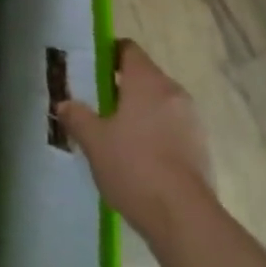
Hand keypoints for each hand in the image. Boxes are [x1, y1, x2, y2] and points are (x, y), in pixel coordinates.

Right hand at [54, 40, 213, 241]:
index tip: (89, 70)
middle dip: (120, 86)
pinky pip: (170, 127)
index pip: (128, 50)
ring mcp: (192, 121)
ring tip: (112, 133)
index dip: (107, 54)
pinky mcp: (200, 147)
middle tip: (94, 104)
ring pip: (158, 103)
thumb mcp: (93, 140)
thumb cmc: (133, 166)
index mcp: (148, 82)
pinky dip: (153, 132)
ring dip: (137, 111)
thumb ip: (77, 116)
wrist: (182, 216)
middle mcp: (174, 94)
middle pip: (144, 77)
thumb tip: (65, 104)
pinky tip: (135, 156)